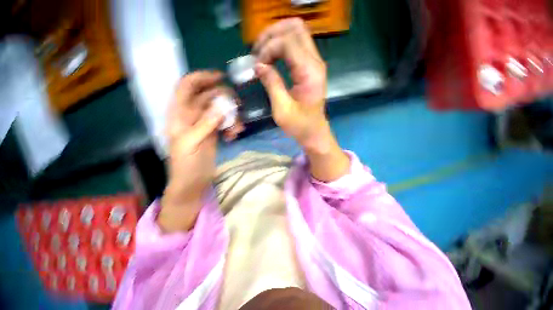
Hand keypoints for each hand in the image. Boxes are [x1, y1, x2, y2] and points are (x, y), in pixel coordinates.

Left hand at [159, 71, 232, 231]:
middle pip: (208, 96)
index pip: (186, 87)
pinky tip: (234, 135)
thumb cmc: (186, 165)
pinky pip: (225, 122)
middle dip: (223, 99)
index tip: (221, 78)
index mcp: (180, 115)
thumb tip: (221, 106)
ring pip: (220, 110)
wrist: (193, 182)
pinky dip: (232, 126)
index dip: (201, 78)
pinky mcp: (214, 132)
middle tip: (237, 106)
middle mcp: (192, 116)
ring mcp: (205, 124)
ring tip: (236, 129)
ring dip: (231, 116)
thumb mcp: (192, 144)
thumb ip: (205, 124)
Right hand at [253, 18, 349, 181]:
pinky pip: (296, 45)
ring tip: (261, 53)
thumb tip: (258, 65)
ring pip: (296, 32)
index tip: (258, 65)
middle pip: (295, 28)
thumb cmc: (299, 125)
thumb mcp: (282, 109)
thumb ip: (271, 84)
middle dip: (272, 34)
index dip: (268, 48)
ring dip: (276, 38)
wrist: (314, 132)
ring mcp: (315, 63)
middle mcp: (315, 62)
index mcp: (309, 72)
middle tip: (258, 51)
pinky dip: (281, 46)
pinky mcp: (311, 67)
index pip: (288, 42)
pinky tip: (271, 58)